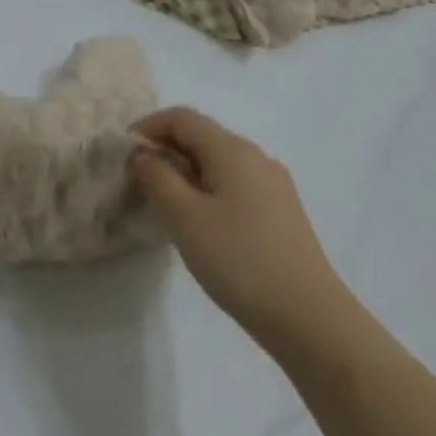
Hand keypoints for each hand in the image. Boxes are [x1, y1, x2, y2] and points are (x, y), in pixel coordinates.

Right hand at [131, 107, 354, 357]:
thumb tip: (144, 154)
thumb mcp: (184, 216)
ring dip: (186, 171)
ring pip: (219, 161)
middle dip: (166, 150)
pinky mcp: (282, 212)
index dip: (148, 128)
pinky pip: (235, 184)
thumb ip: (157, 177)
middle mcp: (256, 156)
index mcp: (232, 149)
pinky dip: (208, 189)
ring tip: (166, 205)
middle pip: (202, 136)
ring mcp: (274, 185)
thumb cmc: (239, 260)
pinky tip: (202, 224)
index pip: (182, 117)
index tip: (125, 155)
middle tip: (140, 182)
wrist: (310, 318)